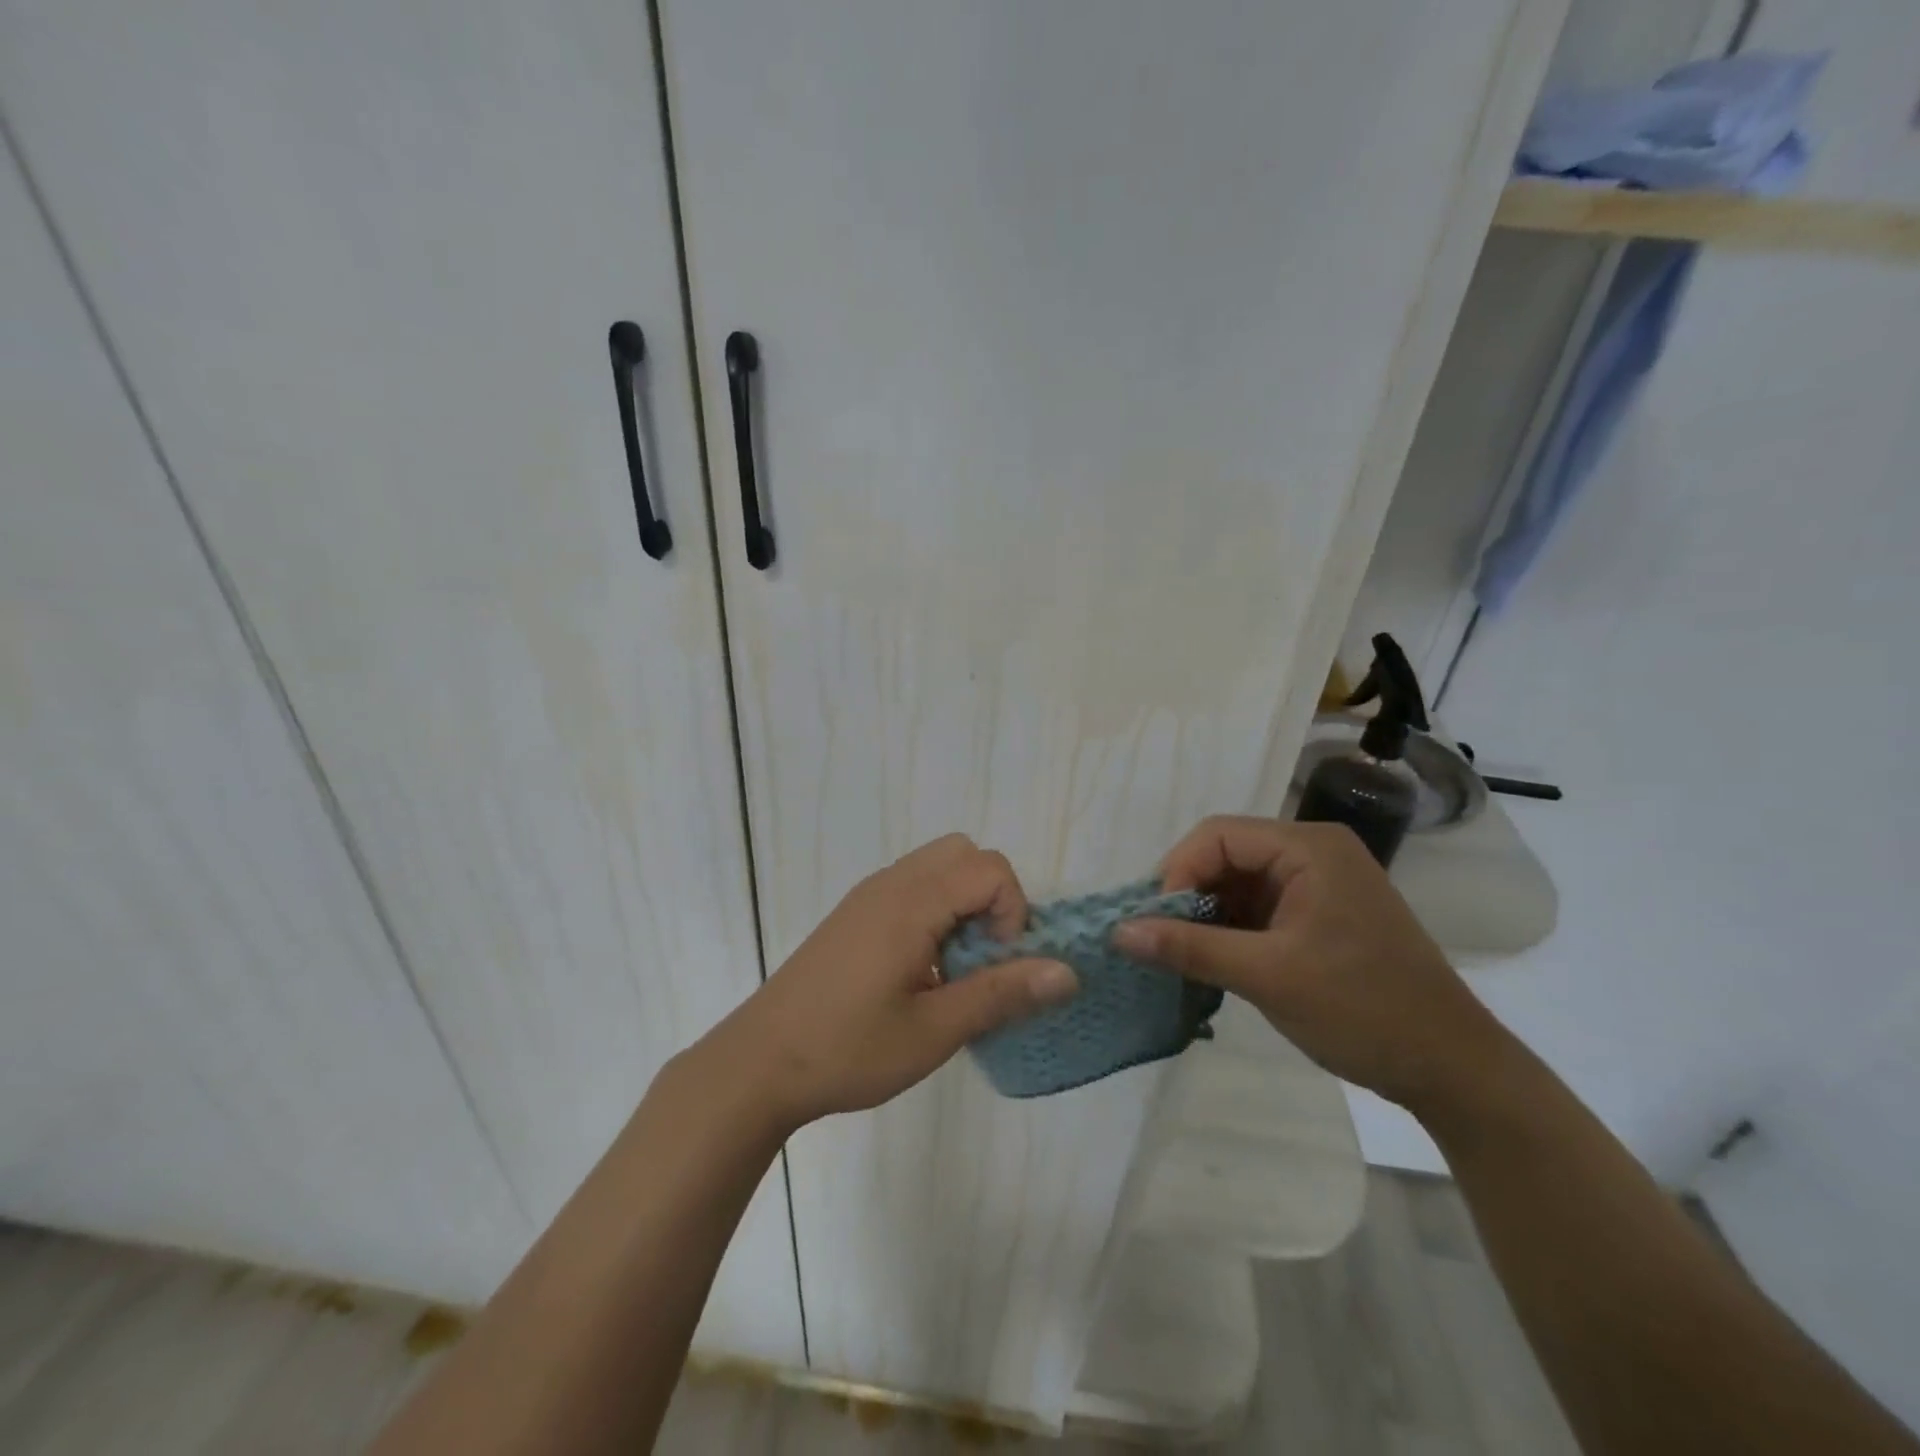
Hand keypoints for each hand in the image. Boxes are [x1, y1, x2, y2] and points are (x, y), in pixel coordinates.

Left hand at [697, 835, 1077, 1131]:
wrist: (759, 1063)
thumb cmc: (849, 1049)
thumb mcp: (934, 1030)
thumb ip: (1002, 993)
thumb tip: (1068, 972)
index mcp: (911, 902)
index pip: (990, 868)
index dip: (1012, 913)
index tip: (997, 966)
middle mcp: (890, 883)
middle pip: (965, 853)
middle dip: (992, 897)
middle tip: (981, 958)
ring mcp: (868, 895)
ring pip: (938, 865)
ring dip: (963, 903)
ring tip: (953, 967)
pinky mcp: (855, 913)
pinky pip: (912, 885)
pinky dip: (936, 909)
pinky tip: (921, 969)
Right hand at [1113, 816, 1510, 1113]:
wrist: (1452, 1069)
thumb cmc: (1364, 1010)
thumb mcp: (1268, 976)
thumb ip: (1189, 948)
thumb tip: (1118, 932)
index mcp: (1308, 847)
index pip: (1217, 835)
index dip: (1176, 872)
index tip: (1153, 923)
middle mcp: (1313, 852)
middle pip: (1225, 854)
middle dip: (1187, 895)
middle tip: (1159, 941)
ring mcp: (1318, 883)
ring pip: (1237, 883)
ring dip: (1205, 915)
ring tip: (1180, 956)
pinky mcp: (1319, 914)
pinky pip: (1258, 907)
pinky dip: (1229, 930)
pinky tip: (1212, 961)